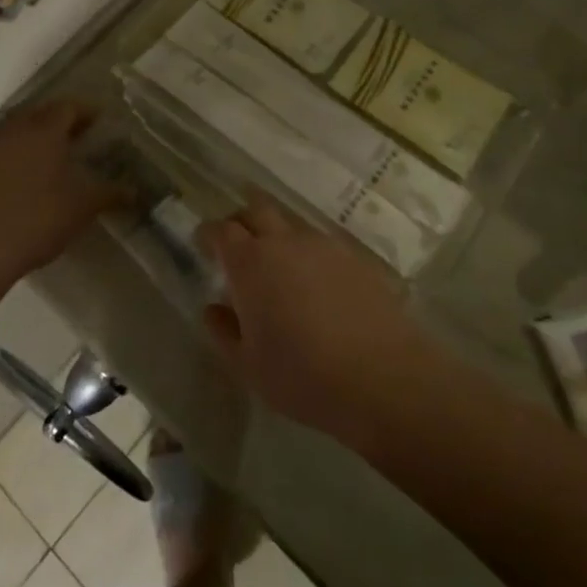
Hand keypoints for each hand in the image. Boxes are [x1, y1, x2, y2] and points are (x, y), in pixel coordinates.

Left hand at [0, 99, 130, 278]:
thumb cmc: (39, 219)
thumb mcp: (83, 208)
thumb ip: (110, 194)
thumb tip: (134, 191)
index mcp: (45, 131)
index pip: (68, 107)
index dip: (85, 110)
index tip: (99, 120)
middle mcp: (15, 131)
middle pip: (39, 113)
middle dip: (58, 119)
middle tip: (76, 134)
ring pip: (14, 129)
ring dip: (32, 134)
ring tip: (47, 152)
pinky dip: (9, 154)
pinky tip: (16, 173)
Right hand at [199, 198, 438, 447]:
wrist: (381, 376)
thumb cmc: (302, 375)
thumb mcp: (249, 365)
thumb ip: (224, 332)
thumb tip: (213, 308)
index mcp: (251, 262)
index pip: (222, 230)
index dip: (210, 234)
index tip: (204, 243)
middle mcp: (285, 242)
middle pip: (257, 210)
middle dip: (242, 220)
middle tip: (238, 244)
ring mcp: (323, 246)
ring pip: (292, 226)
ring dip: (278, 237)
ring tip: (279, 268)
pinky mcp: (355, 258)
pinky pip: (322, 246)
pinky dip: (309, 256)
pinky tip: (317, 286)